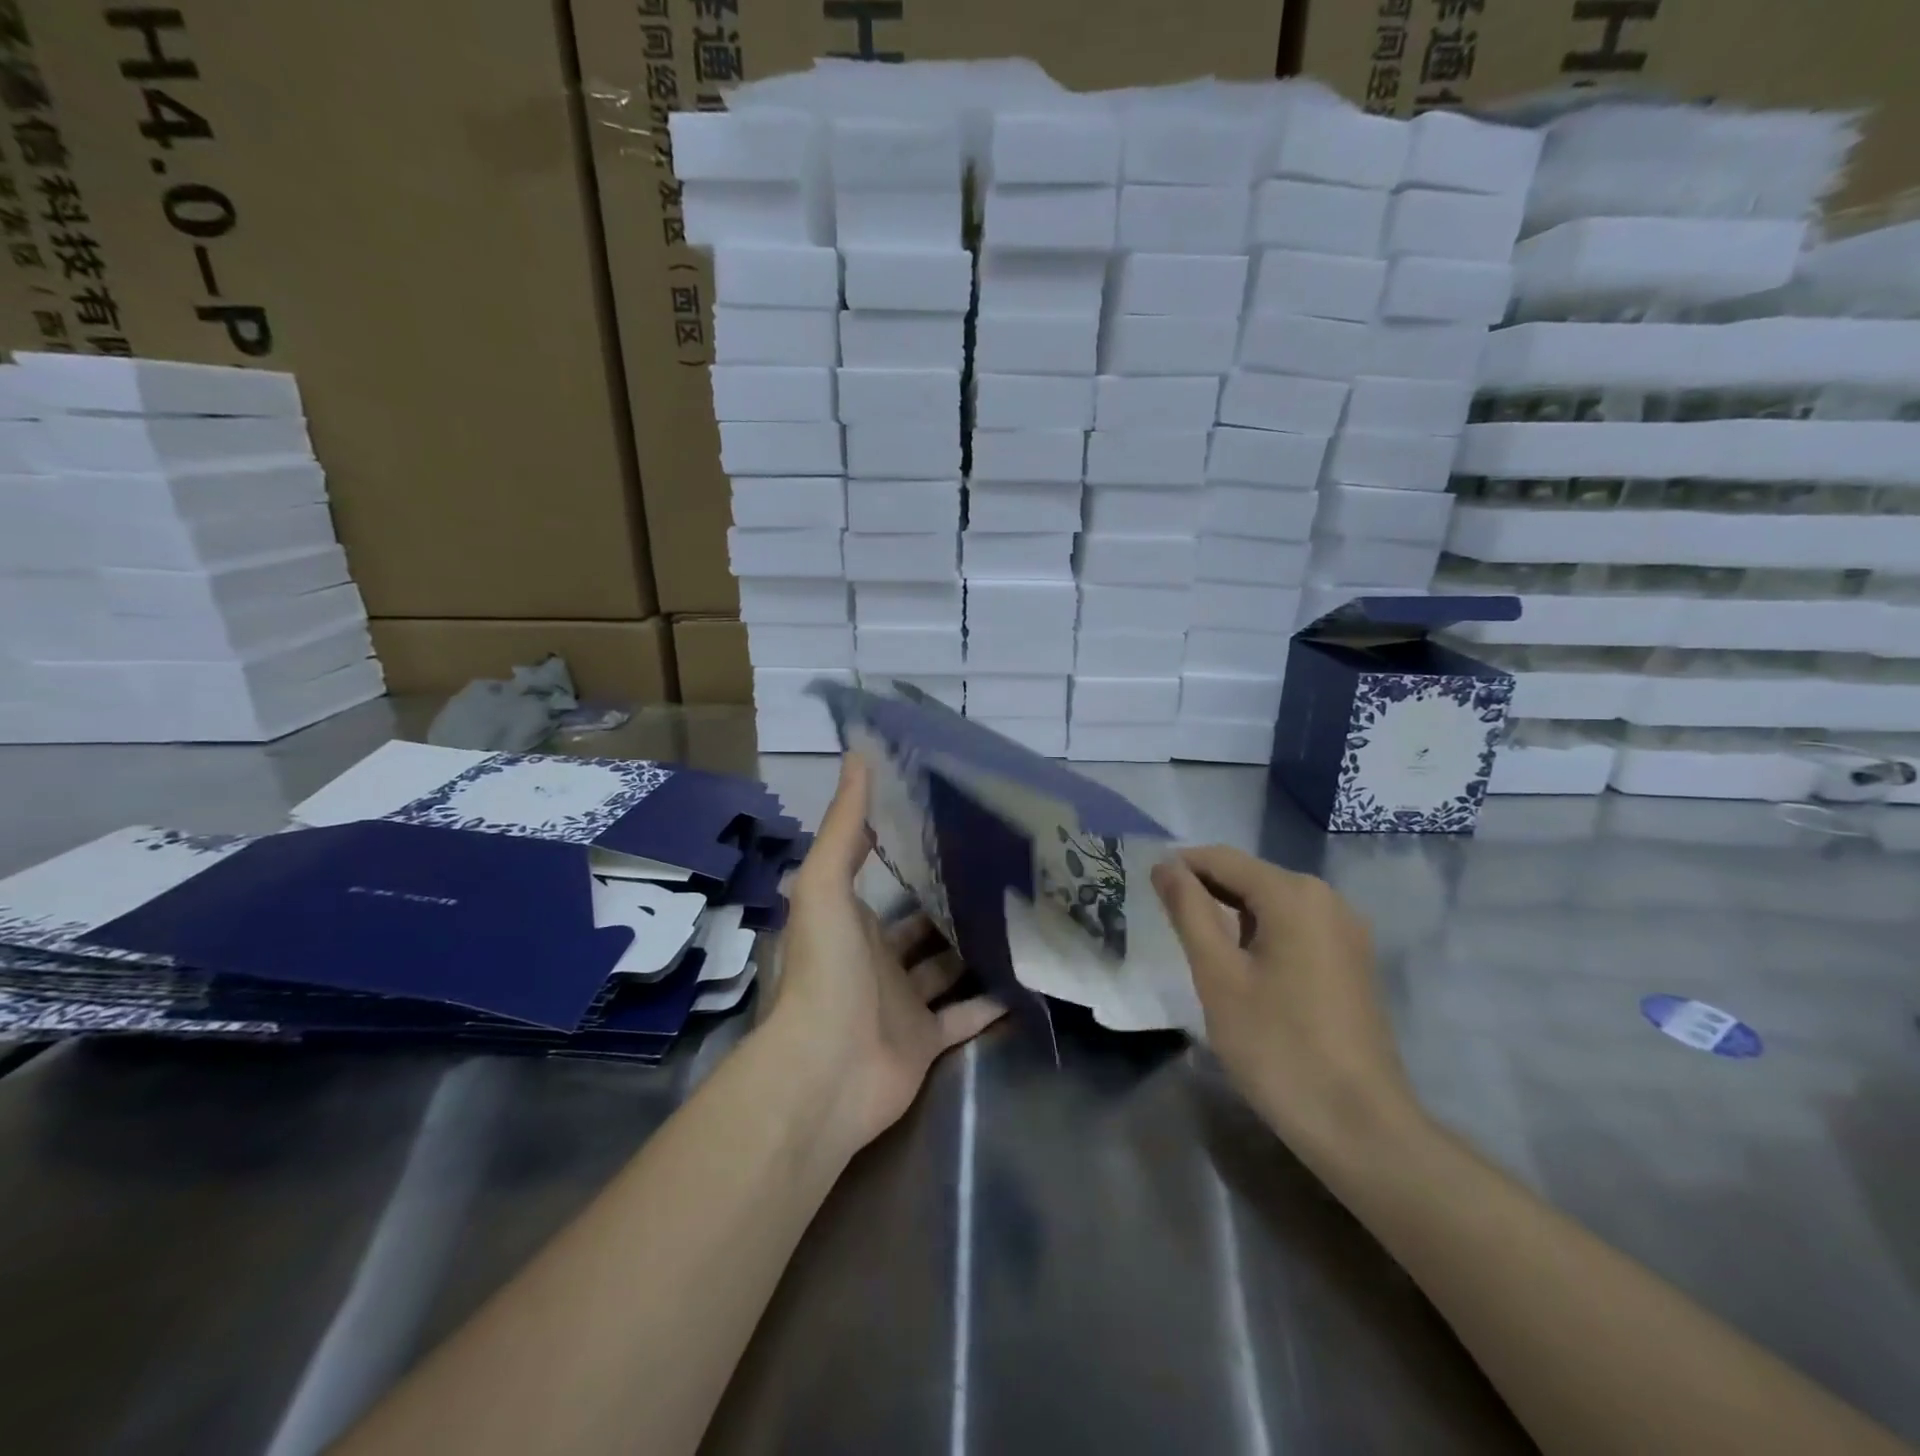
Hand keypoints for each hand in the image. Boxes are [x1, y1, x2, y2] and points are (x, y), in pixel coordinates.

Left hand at [763, 753, 1005, 1153]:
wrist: (826, 1072)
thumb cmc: (825, 972)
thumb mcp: (825, 886)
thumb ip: (844, 826)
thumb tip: (857, 754)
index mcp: (852, 923)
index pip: (886, 883)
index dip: (912, 856)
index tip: (952, 827)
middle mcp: (877, 960)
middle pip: (921, 926)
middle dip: (952, 903)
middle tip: (1001, 873)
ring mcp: (902, 1004)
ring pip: (945, 969)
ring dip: (974, 949)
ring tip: (1020, 917)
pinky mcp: (926, 1042)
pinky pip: (965, 1017)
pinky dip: (990, 1002)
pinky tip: (1026, 978)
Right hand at [1151, 846, 1421, 1158]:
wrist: (1359, 1126)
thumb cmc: (1277, 1046)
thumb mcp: (1218, 975)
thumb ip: (1189, 910)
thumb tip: (1165, 865)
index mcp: (1293, 894)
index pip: (1221, 859)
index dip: (1179, 868)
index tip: (1145, 890)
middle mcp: (1326, 898)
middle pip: (1249, 877)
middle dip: (1205, 891)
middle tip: (1166, 924)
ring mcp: (1345, 930)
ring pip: (1271, 903)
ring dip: (1231, 914)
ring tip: (1198, 947)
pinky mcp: (1352, 959)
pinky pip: (1295, 927)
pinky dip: (1261, 934)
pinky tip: (1242, 967)